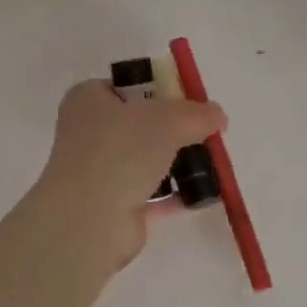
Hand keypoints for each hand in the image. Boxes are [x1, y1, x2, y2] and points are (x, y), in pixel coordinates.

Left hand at [32, 80, 226, 270]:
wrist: (91, 219)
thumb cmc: (122, 151)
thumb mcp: (168, 119)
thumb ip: (197, 114)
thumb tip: (218, 116)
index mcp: (88, 100)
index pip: (124, 87)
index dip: (157, 90)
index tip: (188, 102)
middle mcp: (88, 134)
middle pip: (139, 125)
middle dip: (173, 130)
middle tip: (205, 134)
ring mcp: (98, 173)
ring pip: (145, 161)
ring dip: (176, 163)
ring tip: (211, 164)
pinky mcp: (112, 207)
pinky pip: (150, 195)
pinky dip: (174, 195)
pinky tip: (203, 194)